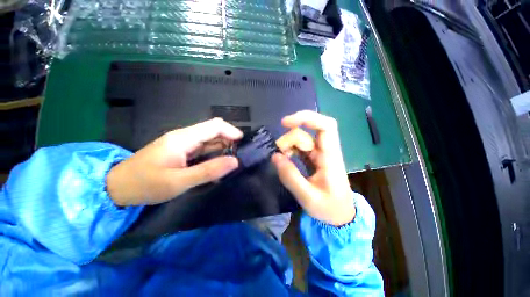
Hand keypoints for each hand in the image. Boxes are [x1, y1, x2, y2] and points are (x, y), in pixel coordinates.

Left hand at [107, 118, 242, 205]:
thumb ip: (208, 171)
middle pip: (213, 131)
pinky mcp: (181, 151)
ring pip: (209, 140)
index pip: (214, 125)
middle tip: (239, 156)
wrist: (118, 187)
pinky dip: (214, 154)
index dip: (231, 131)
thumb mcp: (179, 181)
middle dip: (229, 140)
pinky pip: (203, 148)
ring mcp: (183, 144)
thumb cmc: (145, 184)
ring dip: (223, 148)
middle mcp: (185, 137)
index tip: (243, 144)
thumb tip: (235, 162)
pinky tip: (218, 165)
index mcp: (184, 138)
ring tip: (232, 161)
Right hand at [272, 111, 354, 225]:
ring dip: (288, 145)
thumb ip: (291, 177)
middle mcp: (326, 151)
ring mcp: (319, 154)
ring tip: (281, 159)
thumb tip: (275, 156)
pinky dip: (290, 150)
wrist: (340, 216)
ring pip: (301, 139)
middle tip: (279, 154)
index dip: (306, 118)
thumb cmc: (329, 208)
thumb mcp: (308, 197)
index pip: (325, 126)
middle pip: (307, 133)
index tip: (285, 123)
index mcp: (330, 157)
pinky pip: (300, 148)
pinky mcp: (314, 159)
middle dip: (289, 139)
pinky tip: (285, 159)